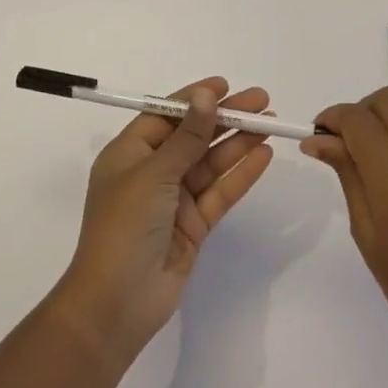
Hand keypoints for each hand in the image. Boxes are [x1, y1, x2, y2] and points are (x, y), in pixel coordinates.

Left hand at [55, 77, 273, 363]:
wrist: (117, 302)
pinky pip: (220, 192)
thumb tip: (205, 95)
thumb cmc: (124, 226)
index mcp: (129, 154)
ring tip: (271, 124)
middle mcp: (151, 172)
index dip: (194, 99)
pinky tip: (263, 155)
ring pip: (211, 163)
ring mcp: (173, 200)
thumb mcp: (154, 174)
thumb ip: (187, 136)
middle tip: (262, 101)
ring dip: (238, 142)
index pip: (165, 115)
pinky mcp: (193, 225)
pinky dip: (241, 174)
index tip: (225, 86)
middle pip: (193, 136)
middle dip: (225, 118)